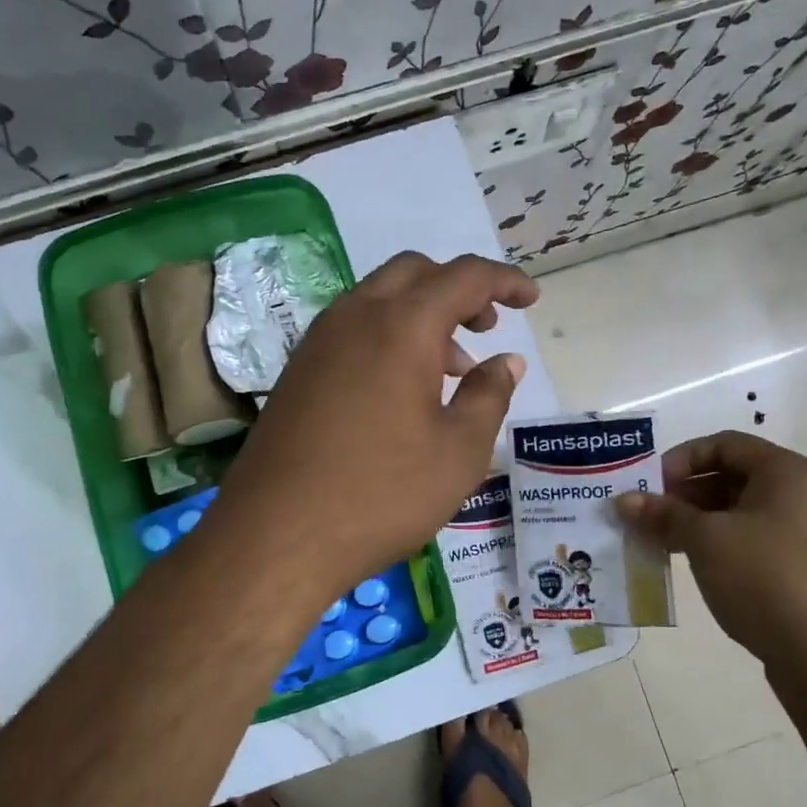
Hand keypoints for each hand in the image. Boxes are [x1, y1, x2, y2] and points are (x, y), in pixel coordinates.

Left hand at [213, 251, 536, 596]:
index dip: (504, 281)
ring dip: (422, 314)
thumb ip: (490, 395)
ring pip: (379, 298)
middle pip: (414, 272)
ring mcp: (318, 342)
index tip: (531, 299)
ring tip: (451, 370)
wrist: (276, 535)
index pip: (464, 277)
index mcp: (402, 326)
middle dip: (458, 288)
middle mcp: (355, 317)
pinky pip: (352, 329)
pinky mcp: (298, 371)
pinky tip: (402, 389)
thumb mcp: (459, 451)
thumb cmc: (381, 493)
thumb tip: (507, 362)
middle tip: (486, 327)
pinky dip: (388, 335)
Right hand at [615, 431, 806, 679]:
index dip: (681, 459)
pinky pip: (749, 540)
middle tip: (648, 515)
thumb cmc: (765, 578)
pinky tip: (689, 563)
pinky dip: (715, 544)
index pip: (724, 444)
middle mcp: (801, 494)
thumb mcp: (705, 540)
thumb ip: (663, 514)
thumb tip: (623, 500)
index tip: (650, 486)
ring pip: (737, 511)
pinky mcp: (799, 567)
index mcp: (786, 472)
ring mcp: (803, 533)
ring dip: (694, 521)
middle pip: (730, 476)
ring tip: (659, 541)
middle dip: (683, 492)